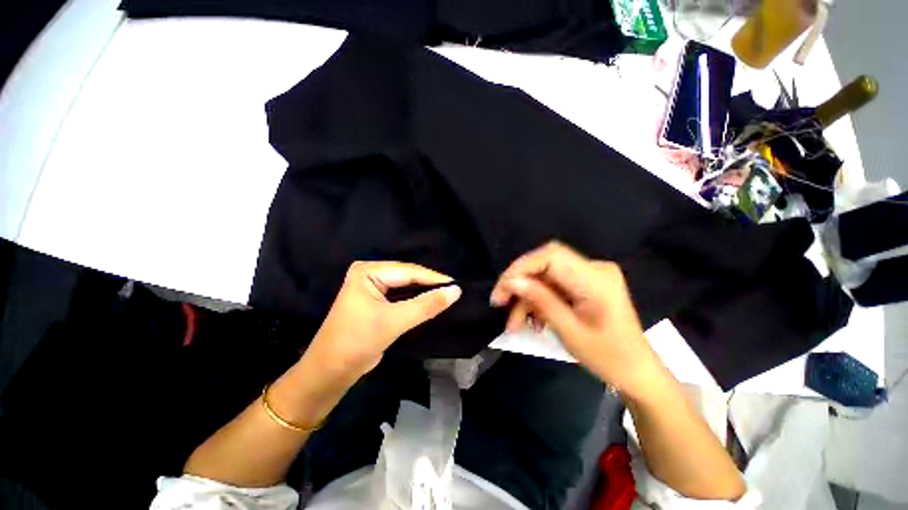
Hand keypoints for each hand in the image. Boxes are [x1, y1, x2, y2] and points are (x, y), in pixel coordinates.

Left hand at [303, 261, 461, 387]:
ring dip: (425, 292)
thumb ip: (426, 305)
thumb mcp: (394, 321)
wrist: (331, 372)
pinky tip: (431, 301)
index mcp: (368, 271)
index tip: (457, 285)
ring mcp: (373, 286)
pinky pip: (402, 295)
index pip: (408, 271)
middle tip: (455, 290)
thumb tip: (456, 291)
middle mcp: (370, 274)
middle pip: (408, 276)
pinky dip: (416, 299)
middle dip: (430, 284)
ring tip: (448, 294)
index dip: (434, 278)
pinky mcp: (377, 300)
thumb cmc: (357, 342)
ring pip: (406, 286)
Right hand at [490, 242, 662, 395]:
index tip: (502, 289)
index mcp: (596, 279)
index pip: (551, 255)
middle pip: (544, 264)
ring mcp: (589, 275)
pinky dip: (538, 301)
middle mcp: (593, 268)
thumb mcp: (569, 331)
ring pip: (544, 277)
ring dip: (526, 298)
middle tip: (499, 302)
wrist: (636, 371)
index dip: (521, 267)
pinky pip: (552, 286)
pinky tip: (532, 321)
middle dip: (519, 282)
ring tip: (514, 324)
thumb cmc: (608, 357)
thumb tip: (511, 281)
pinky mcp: (583, 284)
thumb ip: (540, 301)